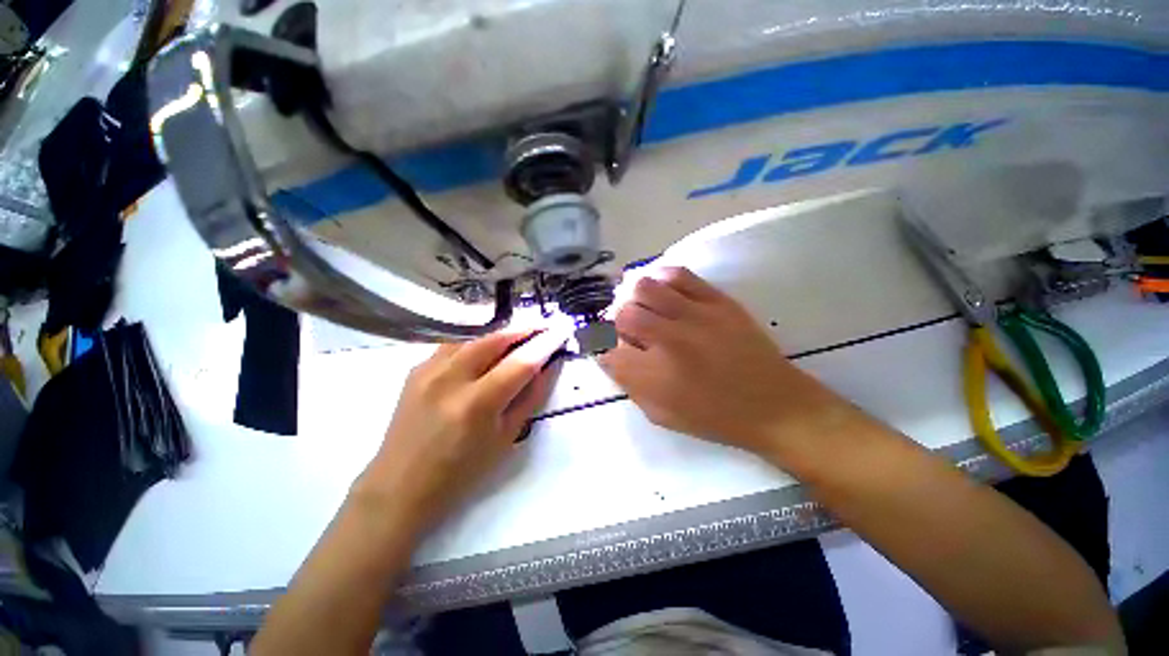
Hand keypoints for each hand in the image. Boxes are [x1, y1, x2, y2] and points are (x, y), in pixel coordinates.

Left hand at [357, 329, 566, 530]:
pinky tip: (489, 348)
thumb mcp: (506, 437)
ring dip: (502, 333)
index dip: (545, 344)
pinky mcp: (417, 368)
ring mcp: (428, 370)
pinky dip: (478, 341)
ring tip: (522, 334)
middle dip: (525, 329)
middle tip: (545, 327)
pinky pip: (455, 345)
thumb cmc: (462, 472)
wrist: (400, 485)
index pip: (520, 363)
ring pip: (475, 337)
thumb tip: (549, 366)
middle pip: (495, 339)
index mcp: (476, 405)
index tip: (562, 330)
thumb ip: (531, 397)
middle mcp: (450, 379)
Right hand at [600, 267, 851, 456]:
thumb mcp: (661, 414)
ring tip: (642, 308)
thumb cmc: (714, 417)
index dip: (604, 349)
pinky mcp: (717, 300)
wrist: (775, 405)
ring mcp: (695, 315)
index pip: (608, 350)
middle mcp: (669, 340)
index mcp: (654, 376)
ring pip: (644, 287)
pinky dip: (660, 278)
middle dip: (617, 323)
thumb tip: (609, 356)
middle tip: (628, 331)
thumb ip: (629, 384)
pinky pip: (678, 275)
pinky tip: (661, 291)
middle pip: (623, 314)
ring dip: (634, 298)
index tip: (612, 351)